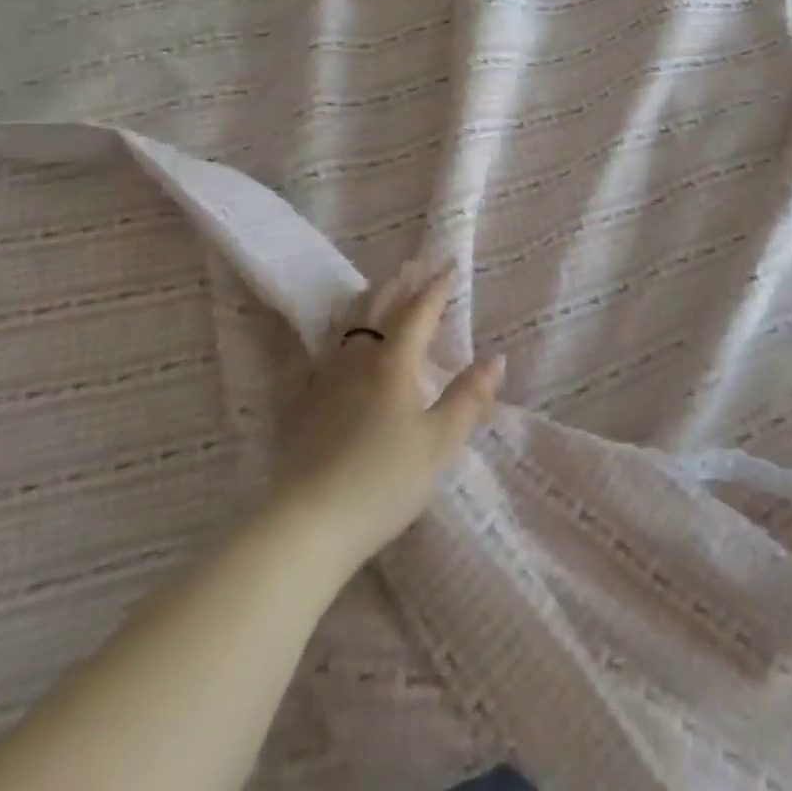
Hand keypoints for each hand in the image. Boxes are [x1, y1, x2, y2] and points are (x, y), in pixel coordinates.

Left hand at [272, 260, 503, 570]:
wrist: (308, 525)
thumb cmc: (384, 481)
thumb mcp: (440, 442)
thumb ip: (468, 397)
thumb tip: (495, 358)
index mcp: (394, 363)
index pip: (419, 312)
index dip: (436, 288)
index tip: (450, 266)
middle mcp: (356, 360)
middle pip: (379, 309)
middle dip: (399, 285)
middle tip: (412, 265)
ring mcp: (321, 381)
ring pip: (345, 328)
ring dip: (365, 303)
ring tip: (375, 290)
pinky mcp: (296, 407)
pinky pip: (303, 360)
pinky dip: (312, 341)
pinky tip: (304, 340)